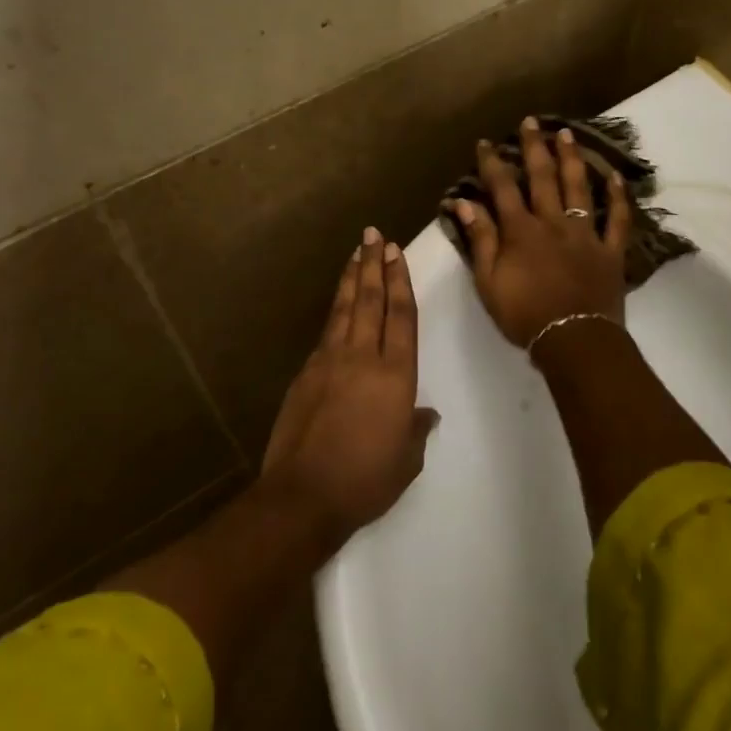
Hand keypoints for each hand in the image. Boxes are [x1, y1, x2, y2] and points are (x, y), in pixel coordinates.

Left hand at [262, 228, 437, 548]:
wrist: (304, 494)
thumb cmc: (365, 480)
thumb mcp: (406, 460)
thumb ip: (416, 430)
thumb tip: (425, 414)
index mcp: (395, 375)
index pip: (400, 316)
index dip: (400, 281)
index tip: (395, 253)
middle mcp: (362, 357)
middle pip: (371, 300)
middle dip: (373, 265)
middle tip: (374, 236)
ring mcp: (330, 361)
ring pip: (344, 308)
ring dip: (352, 278)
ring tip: (355, 253)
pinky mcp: (306, 372)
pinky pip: (326, 331)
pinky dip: (335, 309)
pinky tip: (338, 303)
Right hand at [454, 117, 632, 348]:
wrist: (573, 341)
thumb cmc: (524, 315)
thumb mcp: (488, 281)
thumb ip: (480, 239)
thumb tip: (464, 203)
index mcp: (521, 231)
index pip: (502, 188)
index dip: (493, 163)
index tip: (485, 142)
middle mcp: (553, 222)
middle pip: (543, 178)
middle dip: (534, 147)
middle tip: (530, 122)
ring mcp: (585, 234)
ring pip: (578, 188)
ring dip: (571, 159)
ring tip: (566, 133)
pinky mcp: (610, 250)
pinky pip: (616, 219)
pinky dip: (617, 198)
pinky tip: (615, 176)